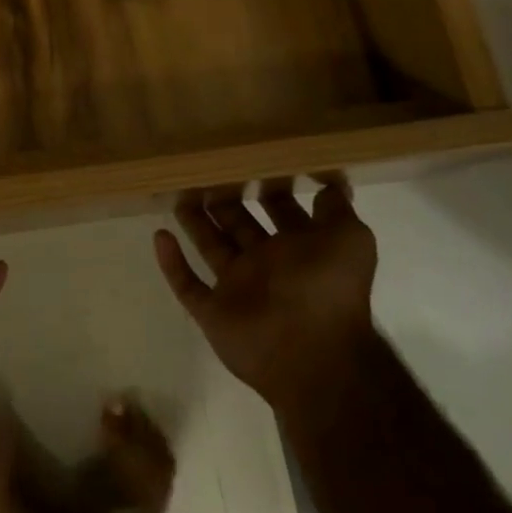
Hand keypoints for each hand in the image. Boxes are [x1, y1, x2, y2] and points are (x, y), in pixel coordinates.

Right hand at [154, 179, 376, 418]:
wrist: (312, 356)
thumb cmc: (329, 289)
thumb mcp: (351, 239)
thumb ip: (337, 210)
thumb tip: (328, 181)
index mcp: (301, 247)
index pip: (279, 209)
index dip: (266, 185)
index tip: (246, 156)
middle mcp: (268, 264)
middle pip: (239, 223)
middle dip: (223, 199)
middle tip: (201, 169)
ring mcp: (239, 288)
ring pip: (210, 246)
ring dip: (194, 222)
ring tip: (176, 191)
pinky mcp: (213, 312)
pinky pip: (187, 284)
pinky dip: (172, 262)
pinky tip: (159, 235)